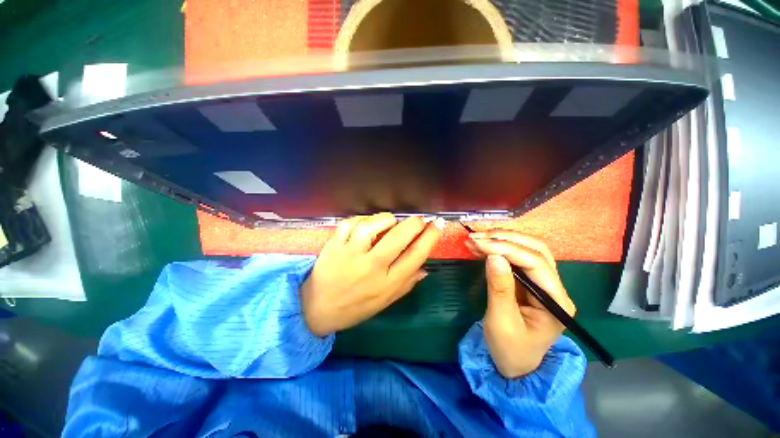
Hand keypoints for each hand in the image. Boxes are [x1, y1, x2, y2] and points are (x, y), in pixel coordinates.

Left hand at [302, 213, 444, 336]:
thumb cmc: (355, 307)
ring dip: (386, 219)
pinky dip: (361, 219)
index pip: (415, 256)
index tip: (437, 225)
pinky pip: (350, 224)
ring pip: (372, 227)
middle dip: (414, 223)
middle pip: (398, 238)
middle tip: (419, 220)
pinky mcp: (334, 245)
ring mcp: (350, 254)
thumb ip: (406, 284)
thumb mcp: (385, 302)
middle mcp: (371, 267)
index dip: (430, 238)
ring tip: (391, 221)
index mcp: (386, 284)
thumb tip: (426, 268)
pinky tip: (366, 224)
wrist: (316, 309)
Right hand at [464, 230, 575, 377]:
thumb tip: (493, 256)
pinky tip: (480, 246)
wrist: (515, 364)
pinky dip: (497, 249)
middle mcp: (554, 287)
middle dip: (505, 239)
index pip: (535, 263)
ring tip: (475, 239)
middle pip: (535, 250)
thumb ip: (499, 288)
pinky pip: (515, 258)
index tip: (479, 243)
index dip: (507, 249)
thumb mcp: (502, 321)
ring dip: (501, 240)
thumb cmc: (510, 349)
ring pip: (526, 249)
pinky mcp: (528, 281)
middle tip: (477, 237)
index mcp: (556, 301)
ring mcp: (542, 282)